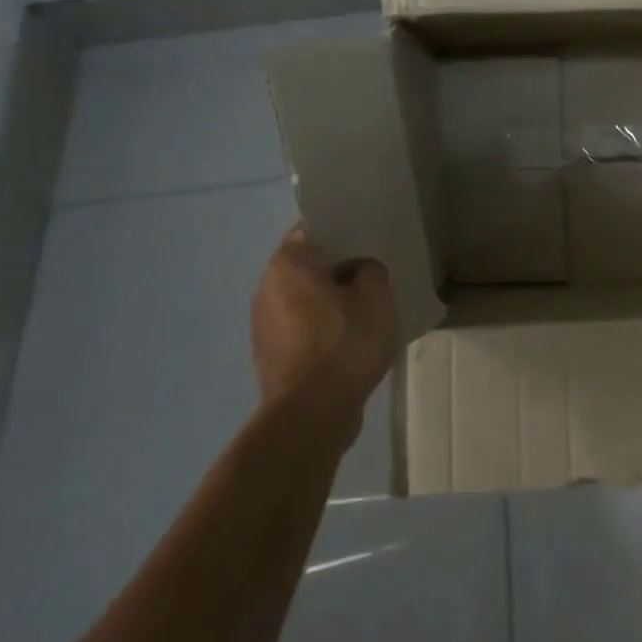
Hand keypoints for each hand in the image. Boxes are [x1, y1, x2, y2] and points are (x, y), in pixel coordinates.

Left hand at [251, 225, 400, 430]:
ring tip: (368, 306)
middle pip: (310, 264)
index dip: (345, 228)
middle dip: (341, 266)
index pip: (314, 227)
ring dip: (333, 299)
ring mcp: (265, 324)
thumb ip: (371, 268)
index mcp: (288, 264)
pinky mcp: (273, 355)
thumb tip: (360, 270)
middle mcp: (267, 288)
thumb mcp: (376, 294)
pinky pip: (305, 327)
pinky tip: (352, 339)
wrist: (312, 414)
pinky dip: (326, 327)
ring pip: (307, 298)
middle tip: (377, 269)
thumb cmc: (344, 343)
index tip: (370, 235)